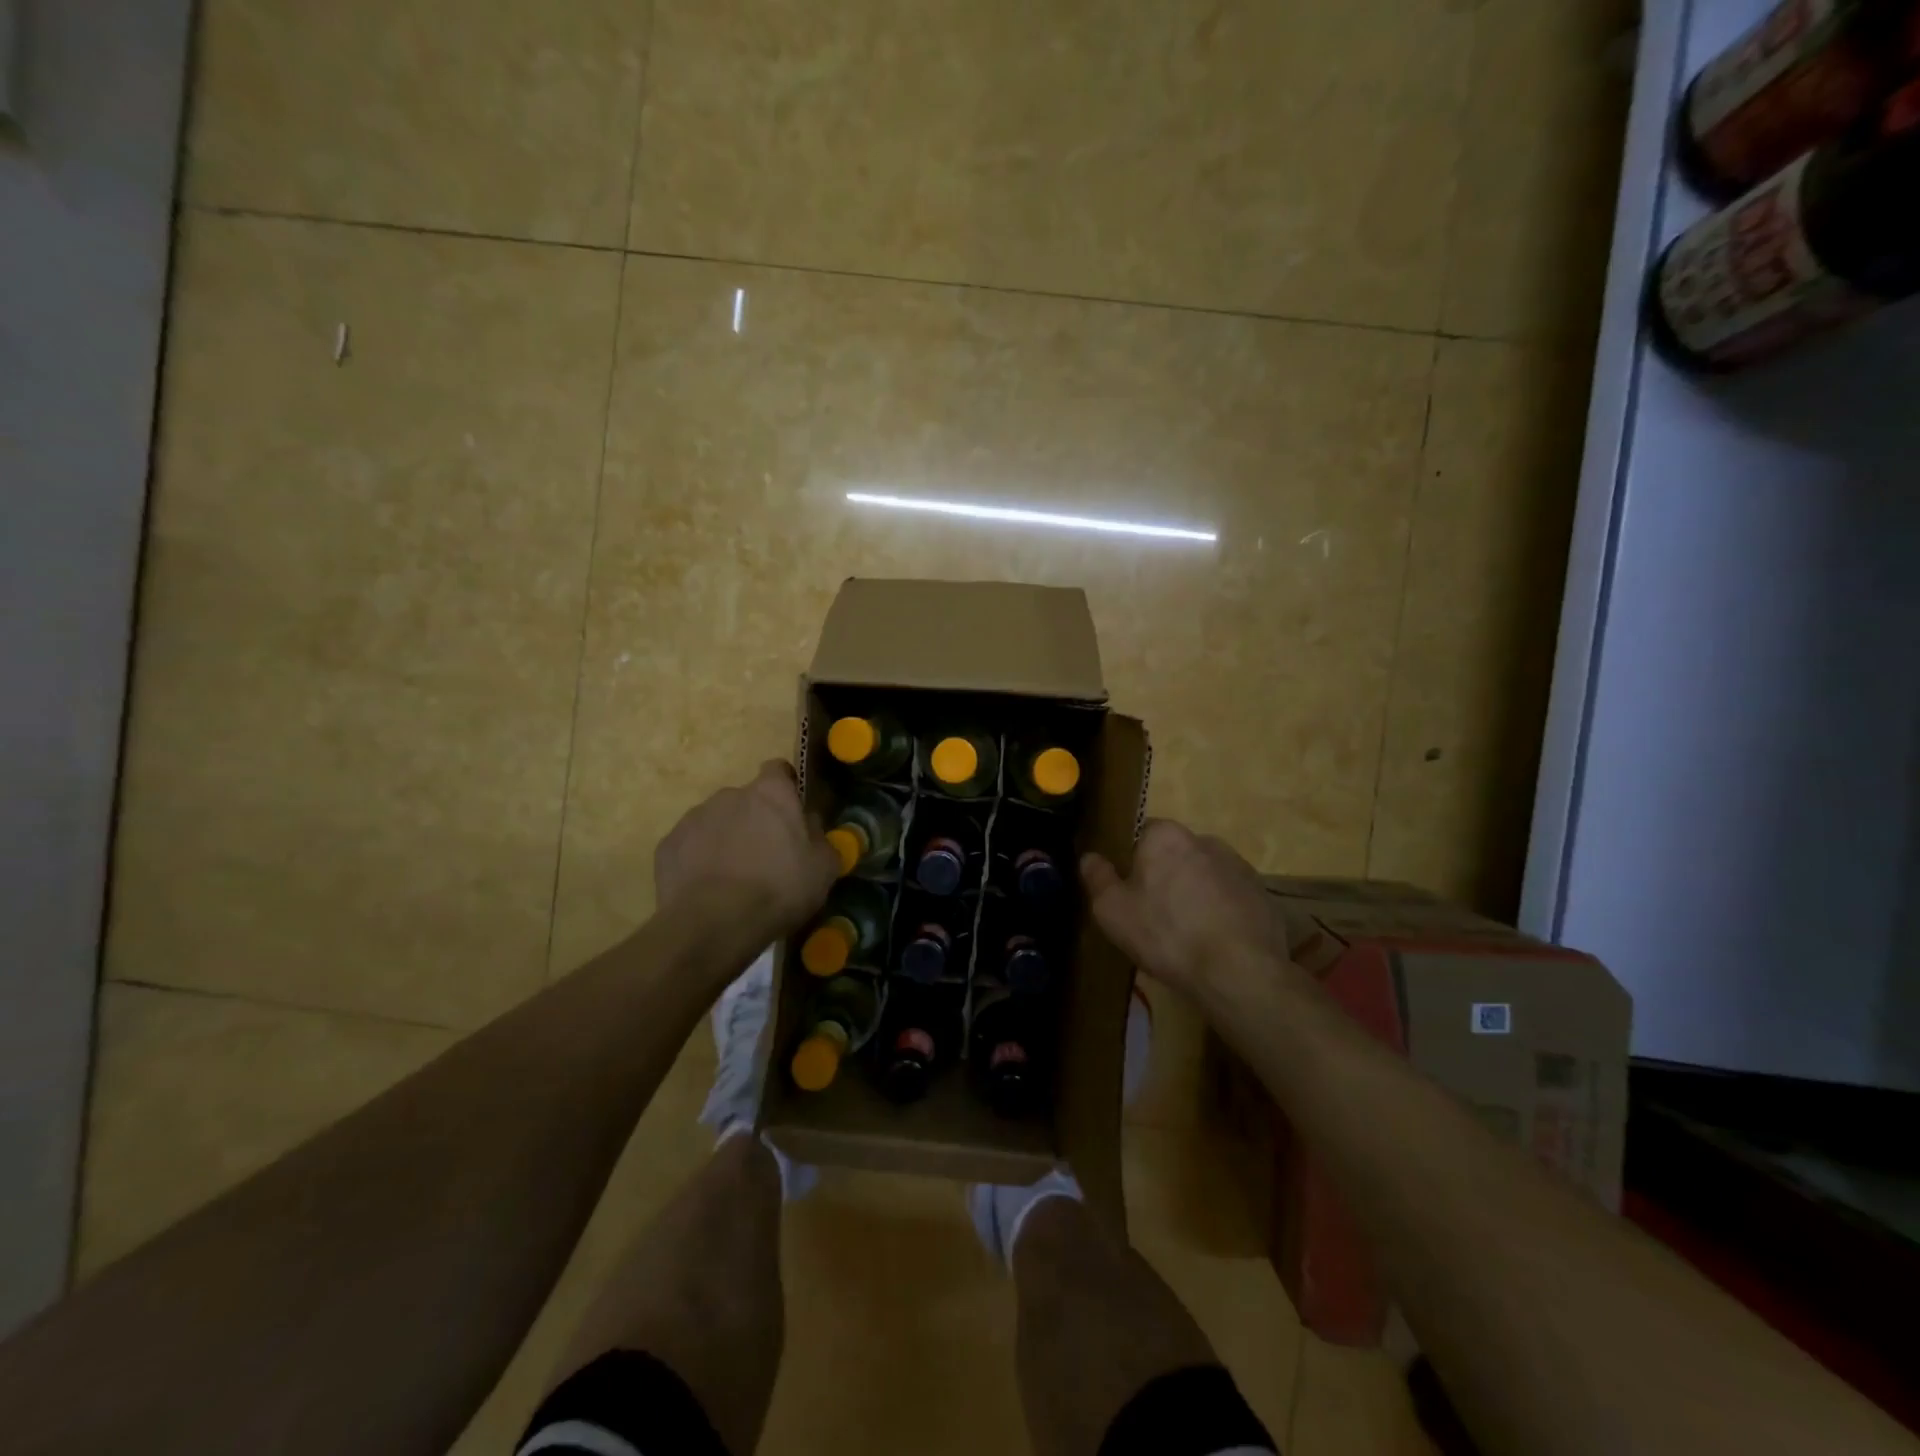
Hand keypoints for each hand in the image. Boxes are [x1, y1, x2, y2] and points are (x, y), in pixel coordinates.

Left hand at [653, 761, 839, 946]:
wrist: (713, 924)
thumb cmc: (778, 889)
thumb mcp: (823, 868)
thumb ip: (819, 837)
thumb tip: (810, 824)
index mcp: (770, 793)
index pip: (778, 770)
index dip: (786, 788)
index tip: (792, 812)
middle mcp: (729, 795)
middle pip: (746, 800)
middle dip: (755, 820)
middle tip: (766, 856)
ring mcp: (693, 818)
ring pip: (716, 823)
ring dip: (726, 840)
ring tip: (734, 878)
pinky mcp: (668, 846)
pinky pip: (690, 847)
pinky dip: (699, 861)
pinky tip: (707, 890)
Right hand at [1080, 819, 1293, 1001]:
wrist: (1239, 972)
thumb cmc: (1166, 934)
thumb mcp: (1112, 910)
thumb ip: (1097, 878)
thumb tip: (1090, 857)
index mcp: (1166, 835)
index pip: (1140, 835)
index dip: (1131, 862)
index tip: (1128, 892)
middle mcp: (1205, 840)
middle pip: (1174, 854)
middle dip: (1165, 877)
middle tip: (1154, 915)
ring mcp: (1239, 866)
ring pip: (1204, 875)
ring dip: (1194, 894)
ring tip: (1187, 934)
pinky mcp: (1262, 894)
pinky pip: (1230, 898)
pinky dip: (1221, 912)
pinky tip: (1214, 942)